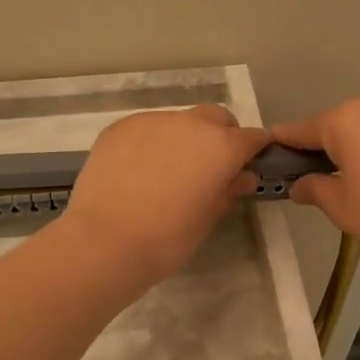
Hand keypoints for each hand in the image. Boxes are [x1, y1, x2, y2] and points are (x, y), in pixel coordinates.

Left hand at [59, 105, 267, 286]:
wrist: (104, 241)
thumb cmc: (166, 239)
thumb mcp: (207, 219)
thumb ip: (228, 191)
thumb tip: (242, 176)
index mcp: (221, 146)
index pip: (252, 137)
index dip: (254, 150)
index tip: (248, 165)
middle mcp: (190, 123)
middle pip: (216, 118)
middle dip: (221, 136)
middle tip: (208, 168)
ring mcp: (152, 121)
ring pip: (179, 121)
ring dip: (183, 138)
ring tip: (167, 171)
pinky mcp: (120, 127)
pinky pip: (146, 128)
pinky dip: (151, 142)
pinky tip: (138, 170)